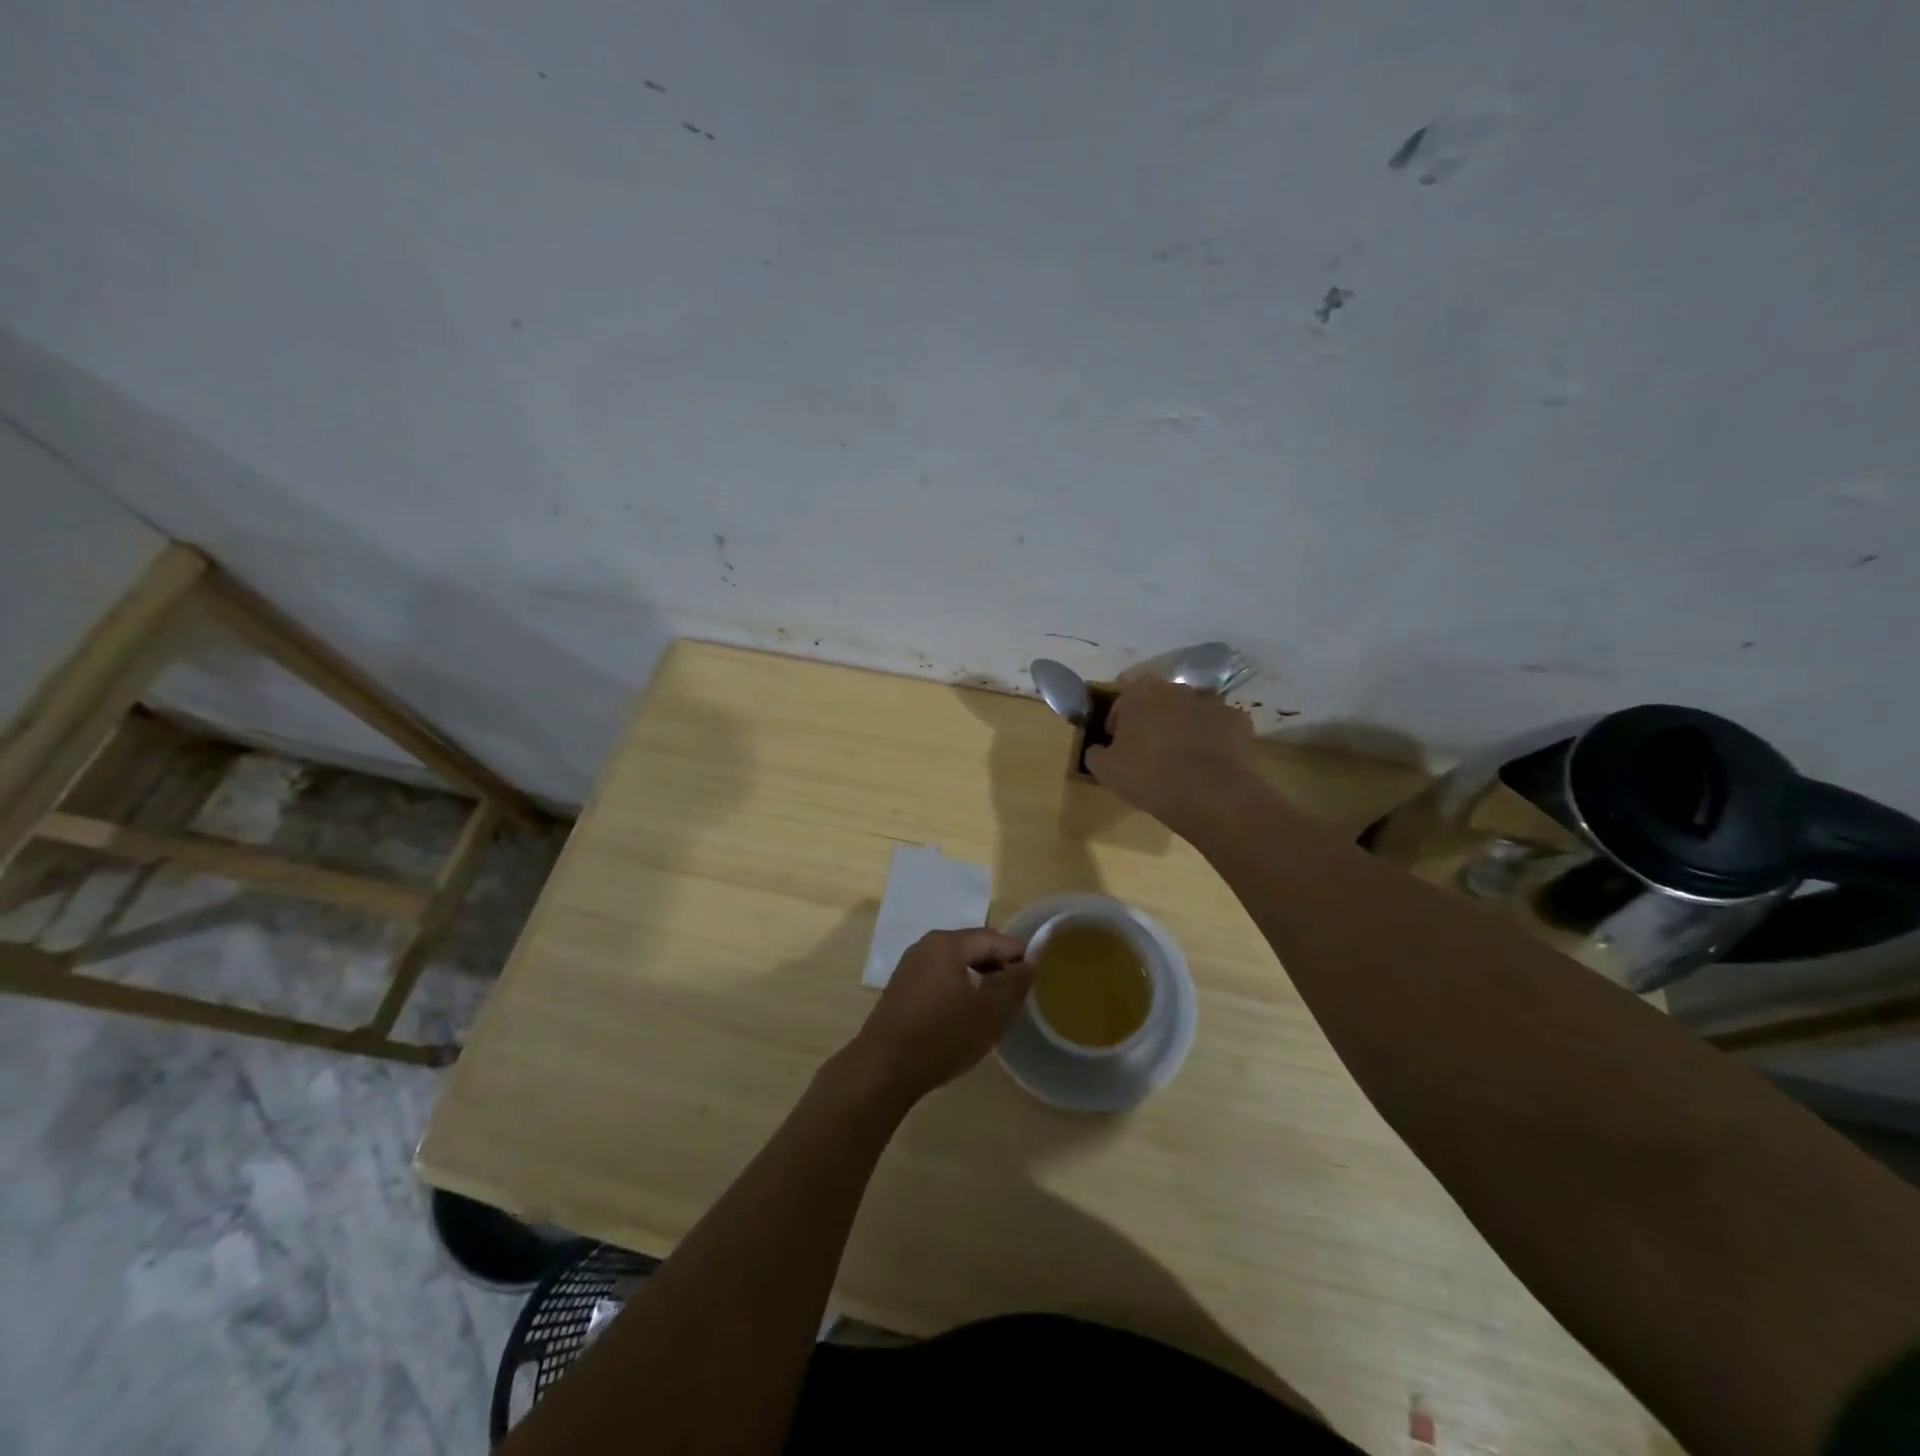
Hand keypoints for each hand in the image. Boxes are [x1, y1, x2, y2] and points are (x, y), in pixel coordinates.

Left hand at [844, 929, 1032, 1104]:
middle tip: (1019, 989)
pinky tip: (966, 1011)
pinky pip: (938, 977)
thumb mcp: (990, 1012)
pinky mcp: (901, 988)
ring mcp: (909, 966)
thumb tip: (1028, 964)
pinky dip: (958, 986)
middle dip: (997, 964)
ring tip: (996, 1002)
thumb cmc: (943, 1035)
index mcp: (948, 944)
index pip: (992, 938)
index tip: (1038, 972)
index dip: (1017, 953)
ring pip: (954, 963)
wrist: (884, 1068)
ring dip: (978, 976)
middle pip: (971, 946)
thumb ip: (1014, 983)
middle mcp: (926, 946)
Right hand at [1085, 679, 1258, 831]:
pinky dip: (1212, 741)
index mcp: (1139, 693)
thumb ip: (1095, 753)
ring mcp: (1211, 702)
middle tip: (1148, 754)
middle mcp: (1176, 688)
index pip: (1120, 704)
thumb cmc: (1147, 775)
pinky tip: (1207, 765)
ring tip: (1180, 762)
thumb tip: (1098, 749)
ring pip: (1189, 714)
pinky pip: (1218, 729)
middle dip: (1152, 723)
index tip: (1117, 749)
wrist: (1208, 792)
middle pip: (1157, 704)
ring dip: (1183, 730)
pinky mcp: (1238, 720)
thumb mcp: (1104, 769)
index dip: (1116, 726)